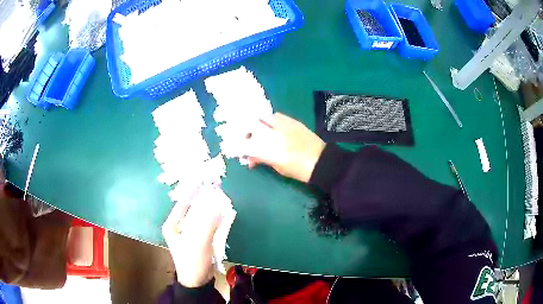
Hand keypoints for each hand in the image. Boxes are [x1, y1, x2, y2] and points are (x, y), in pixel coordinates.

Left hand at [162, 192, 222, 287]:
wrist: (198, 281)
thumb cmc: (192, 260)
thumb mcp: (199, 241)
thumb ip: (208, 223)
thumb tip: (219, 205)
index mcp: (173, 224)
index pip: (182, 203)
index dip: (193, 192)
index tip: (205, 182)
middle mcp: (180, 226)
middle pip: (193, 209)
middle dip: (205, 200)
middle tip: (217, 190)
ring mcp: (190, 233)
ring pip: (201, 216)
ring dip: (211, 209)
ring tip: (222, 199)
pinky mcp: (200, 239)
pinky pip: (208, 225)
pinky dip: (215, 219)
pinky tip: (224, 214)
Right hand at [245, 113, 325, 182]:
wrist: (321, 162)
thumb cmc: (299, 170)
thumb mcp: (278, 167)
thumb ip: (262, 159)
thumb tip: (250, 157)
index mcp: (269, 150)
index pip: (246, 145)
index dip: (238, 147)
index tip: (238, 152)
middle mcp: (273, 134)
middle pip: (250, 126)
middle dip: (244, 133)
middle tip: (246, 141)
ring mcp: (283, 125)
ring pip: (262, 118)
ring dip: (256, 124)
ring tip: (258, 132)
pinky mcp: (292, 121)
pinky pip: (275, 116)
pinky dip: (269, 120)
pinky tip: (271, 127)